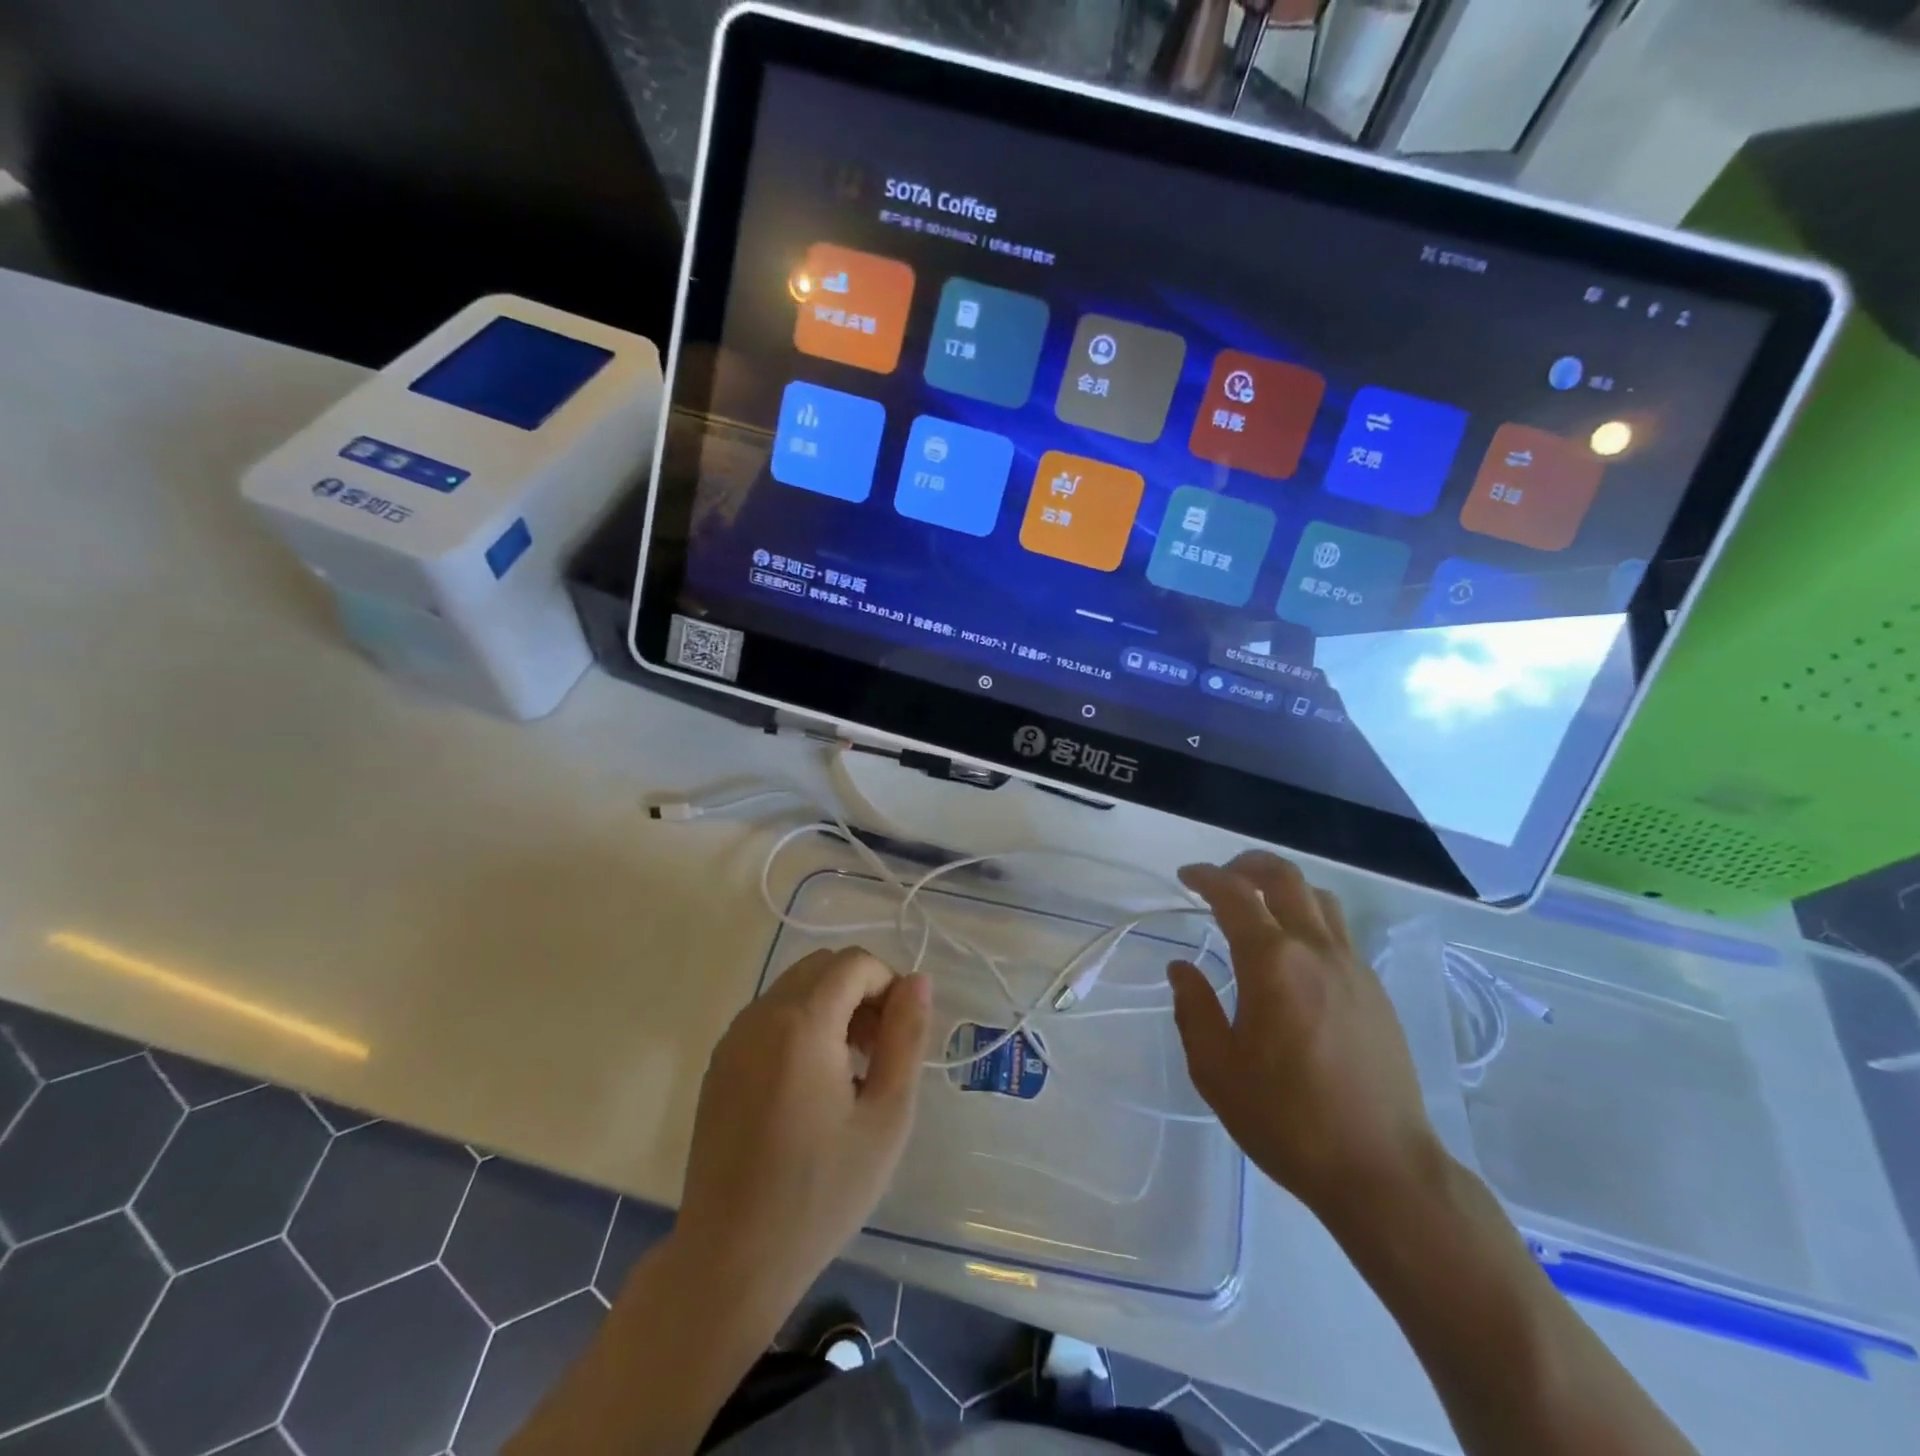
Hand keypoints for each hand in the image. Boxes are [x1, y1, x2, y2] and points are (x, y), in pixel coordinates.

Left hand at [675, 948, 931, 1315]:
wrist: (731, 1259)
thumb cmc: (821, 1192)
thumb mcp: (886, 1116)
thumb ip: (906, 1037)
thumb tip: (917, 981)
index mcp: (802, 1023)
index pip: (854, 963)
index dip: (888, 984)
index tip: (900, 1034)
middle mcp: (761, 1015)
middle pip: (822, 967)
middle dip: (860, 992)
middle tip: (879, 1051)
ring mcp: (733, 1038)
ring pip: (794, 988)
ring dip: (831, 1007)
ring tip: (851, 1071)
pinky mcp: (718, 1064)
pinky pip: (769, 1017)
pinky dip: (800, 1025)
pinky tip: (811, 1086)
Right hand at [1168, 852, 1441, 1226]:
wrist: (1383, 1171)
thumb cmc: (1288, 1120)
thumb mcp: (1217, 1070)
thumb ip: (1194, 1010)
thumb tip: (1182, 969)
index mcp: (1273, 963)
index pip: (1235, 895)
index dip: (1206, 877)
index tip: (1186, 876)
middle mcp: (1316, 950)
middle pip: (1285, 877)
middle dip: (1247, 865)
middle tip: (1221, 876)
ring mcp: (1353, 968)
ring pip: (1319, 899)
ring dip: (1284, 887)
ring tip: (1258, 905)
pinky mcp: (1375, 991)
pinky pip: (1338, 932)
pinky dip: (1309, 918)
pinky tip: (1293, 954)